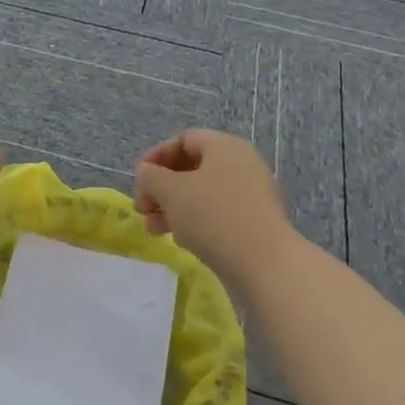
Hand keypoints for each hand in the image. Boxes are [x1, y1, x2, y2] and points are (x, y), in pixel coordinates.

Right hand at [134, 128, 297, 282]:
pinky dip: (196, 222)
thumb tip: (146, 172)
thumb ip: (150, 176)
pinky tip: (182, 240)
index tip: (139, 179)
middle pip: (192, 168)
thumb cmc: (213, 215)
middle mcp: (242, 164)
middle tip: (143, 209)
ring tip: (155, 230)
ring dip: (174, 208)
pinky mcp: (256, 222)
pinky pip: (218, 213)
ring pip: (203, 194)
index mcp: (224, 146)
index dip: (157, 156)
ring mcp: (252, 194)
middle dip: (161, 188)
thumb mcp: (170, 191)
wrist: (265, 264)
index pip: (184, 140)